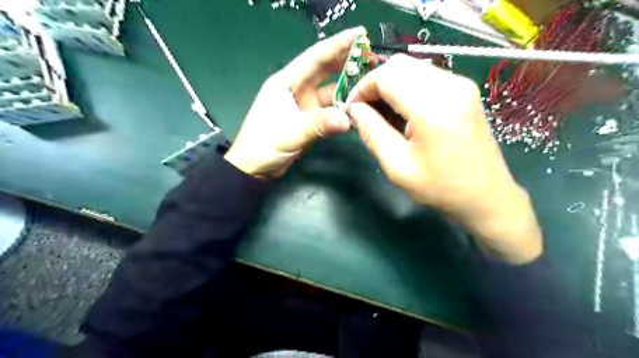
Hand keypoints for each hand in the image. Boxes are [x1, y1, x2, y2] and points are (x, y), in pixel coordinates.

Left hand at [225, 27, 366, 177]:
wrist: (254, 169)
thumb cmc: (263, 146)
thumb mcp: (289, 133)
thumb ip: (317, 125)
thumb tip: (348, 120)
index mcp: (286, 82)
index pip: (315, 57)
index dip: (338, 44)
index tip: (360, 34)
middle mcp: (296, 89)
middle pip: (324, 70)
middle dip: (347, 61)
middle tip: (372, 55)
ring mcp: (304, 105)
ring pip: (330, 91)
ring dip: (348, 86)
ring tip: (371, 81)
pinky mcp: (309, 120)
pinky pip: (330, 110)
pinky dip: (343, 108)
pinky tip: (358, 107)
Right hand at [348, 54, 540, 261]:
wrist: (486, 197)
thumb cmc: (440, 188)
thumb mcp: (397, 165)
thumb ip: (371, 131)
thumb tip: (354, 109)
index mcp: (433, 107)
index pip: (386, 76)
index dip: (362, 88)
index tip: (351, 108)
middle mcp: (450, 86)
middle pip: (399, 65)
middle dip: (375, 84)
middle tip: (365, 111)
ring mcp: (461, 85)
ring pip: (412, 68)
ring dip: (391, 86)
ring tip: (382, 114)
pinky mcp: (465, 91)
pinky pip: (426, 77)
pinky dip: (407, 89)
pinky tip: (403, 113)